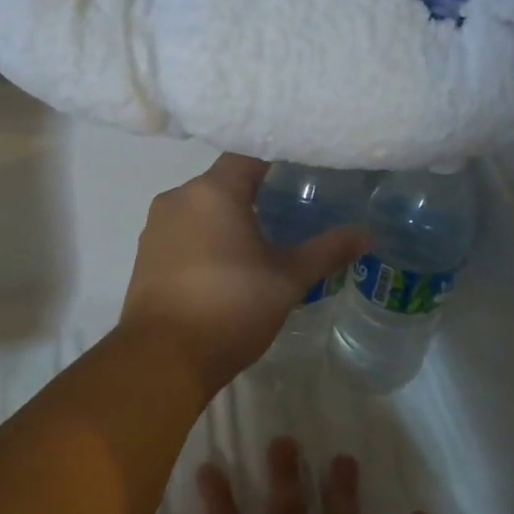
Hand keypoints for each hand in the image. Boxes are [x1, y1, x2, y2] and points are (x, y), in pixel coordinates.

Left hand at [119, 154, 365, 394]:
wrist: (164, 358)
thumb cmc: (231, 308)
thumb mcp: (288, 280)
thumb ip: (327, 251)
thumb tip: (368, 234)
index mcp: (212, 191)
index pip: (249, 155)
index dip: (279, 159)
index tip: (305, 172)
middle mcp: (178, 198)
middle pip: (223, 181)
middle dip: (256, 193)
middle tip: (292, 209)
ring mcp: (156, 227)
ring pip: (200, 209)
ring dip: (228, 219)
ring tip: (262, 241)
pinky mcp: (145, 256)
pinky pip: (183, 233)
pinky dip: (206, 239)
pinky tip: (227, 266)